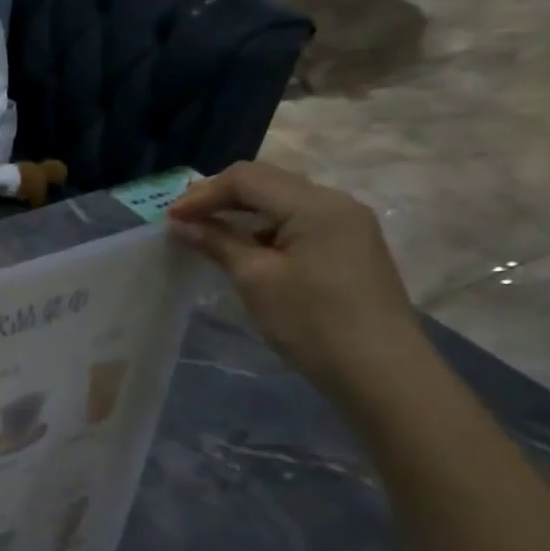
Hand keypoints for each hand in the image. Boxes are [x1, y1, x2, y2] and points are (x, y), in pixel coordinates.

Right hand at [167, 161, 427, 402]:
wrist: (380, 372)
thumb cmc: (312, 321)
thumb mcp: (255, 279)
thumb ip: (218, 242)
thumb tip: (181, 224)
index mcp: (315, 204)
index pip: (247, 178)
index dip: (202, 194)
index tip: (169, 219)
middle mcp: (336, 203)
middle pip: (267, 182)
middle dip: (219, 197)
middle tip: (182, 220)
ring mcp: (347, 225)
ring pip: (282, 201)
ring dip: (240, 211)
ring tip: (206, 232)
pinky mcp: (349, 246)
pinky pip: (297, 221)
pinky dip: (263, 227)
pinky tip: (244, 248)